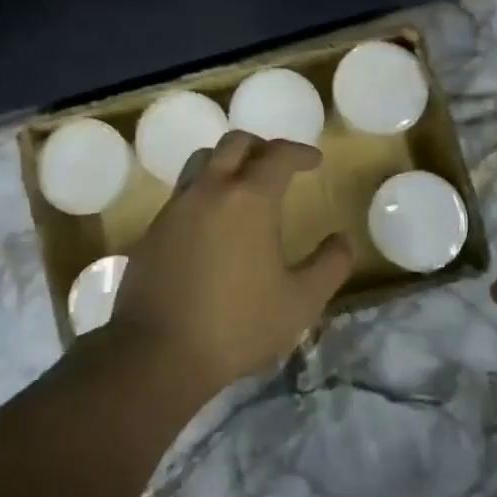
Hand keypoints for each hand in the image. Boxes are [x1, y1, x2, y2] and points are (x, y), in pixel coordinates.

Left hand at [106, 131, 353, 390]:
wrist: (158, 352)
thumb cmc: (237, 324)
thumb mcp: (300, 302)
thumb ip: (329, 266)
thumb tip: (342, 240)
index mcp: (249, 198)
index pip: (278, 155)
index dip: (300, 152)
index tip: (315, 160)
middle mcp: (210, 190)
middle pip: (235, 144)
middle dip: (262, 147)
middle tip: (278, 166)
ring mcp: (176, 207)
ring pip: (202, 161)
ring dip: (227, 162)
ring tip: (243, 185)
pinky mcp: (153, 229)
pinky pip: (184, 192)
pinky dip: (205, 191)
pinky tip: (213, 222)